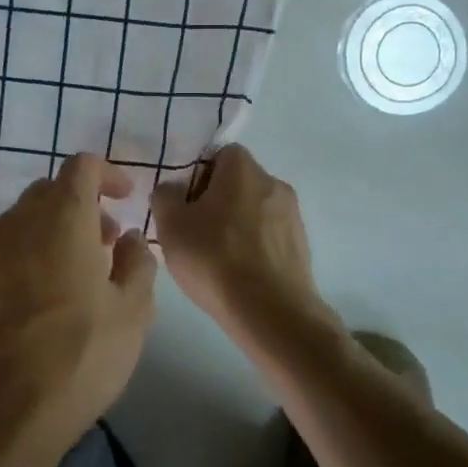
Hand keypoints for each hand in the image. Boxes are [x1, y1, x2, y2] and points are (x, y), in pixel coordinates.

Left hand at [0, 155, 157, 458]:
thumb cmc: (77, 356)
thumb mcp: (132, 312)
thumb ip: (137, 263)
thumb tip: (127, 237)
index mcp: (61, 217)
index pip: (81, 166)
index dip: (107, 174)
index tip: (126, 197)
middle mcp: (18, 223)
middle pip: (50, 191)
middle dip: (82, 205)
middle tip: (107, 242)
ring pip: (25, 221)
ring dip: (54, 232)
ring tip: (79, 275)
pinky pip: (6, 252)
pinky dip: (30, 257)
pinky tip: (44, 301)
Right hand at [151, 145, 327, 329]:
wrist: (272, 313)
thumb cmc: (216, 259)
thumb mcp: (171, 226)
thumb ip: (165, 197)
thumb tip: (172, 189)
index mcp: (243, 170)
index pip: (221, 153)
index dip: (200, 172)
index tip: (186, 201)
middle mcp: (274, 183)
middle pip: (239, 181)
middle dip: (217, 199)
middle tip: (194, 229)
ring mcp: (293, 216)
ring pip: (255, 210)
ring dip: (237, 224)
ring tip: (216, 257)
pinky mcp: (302, 247)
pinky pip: (270, 236)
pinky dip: (254, 246)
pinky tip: (238, 273)